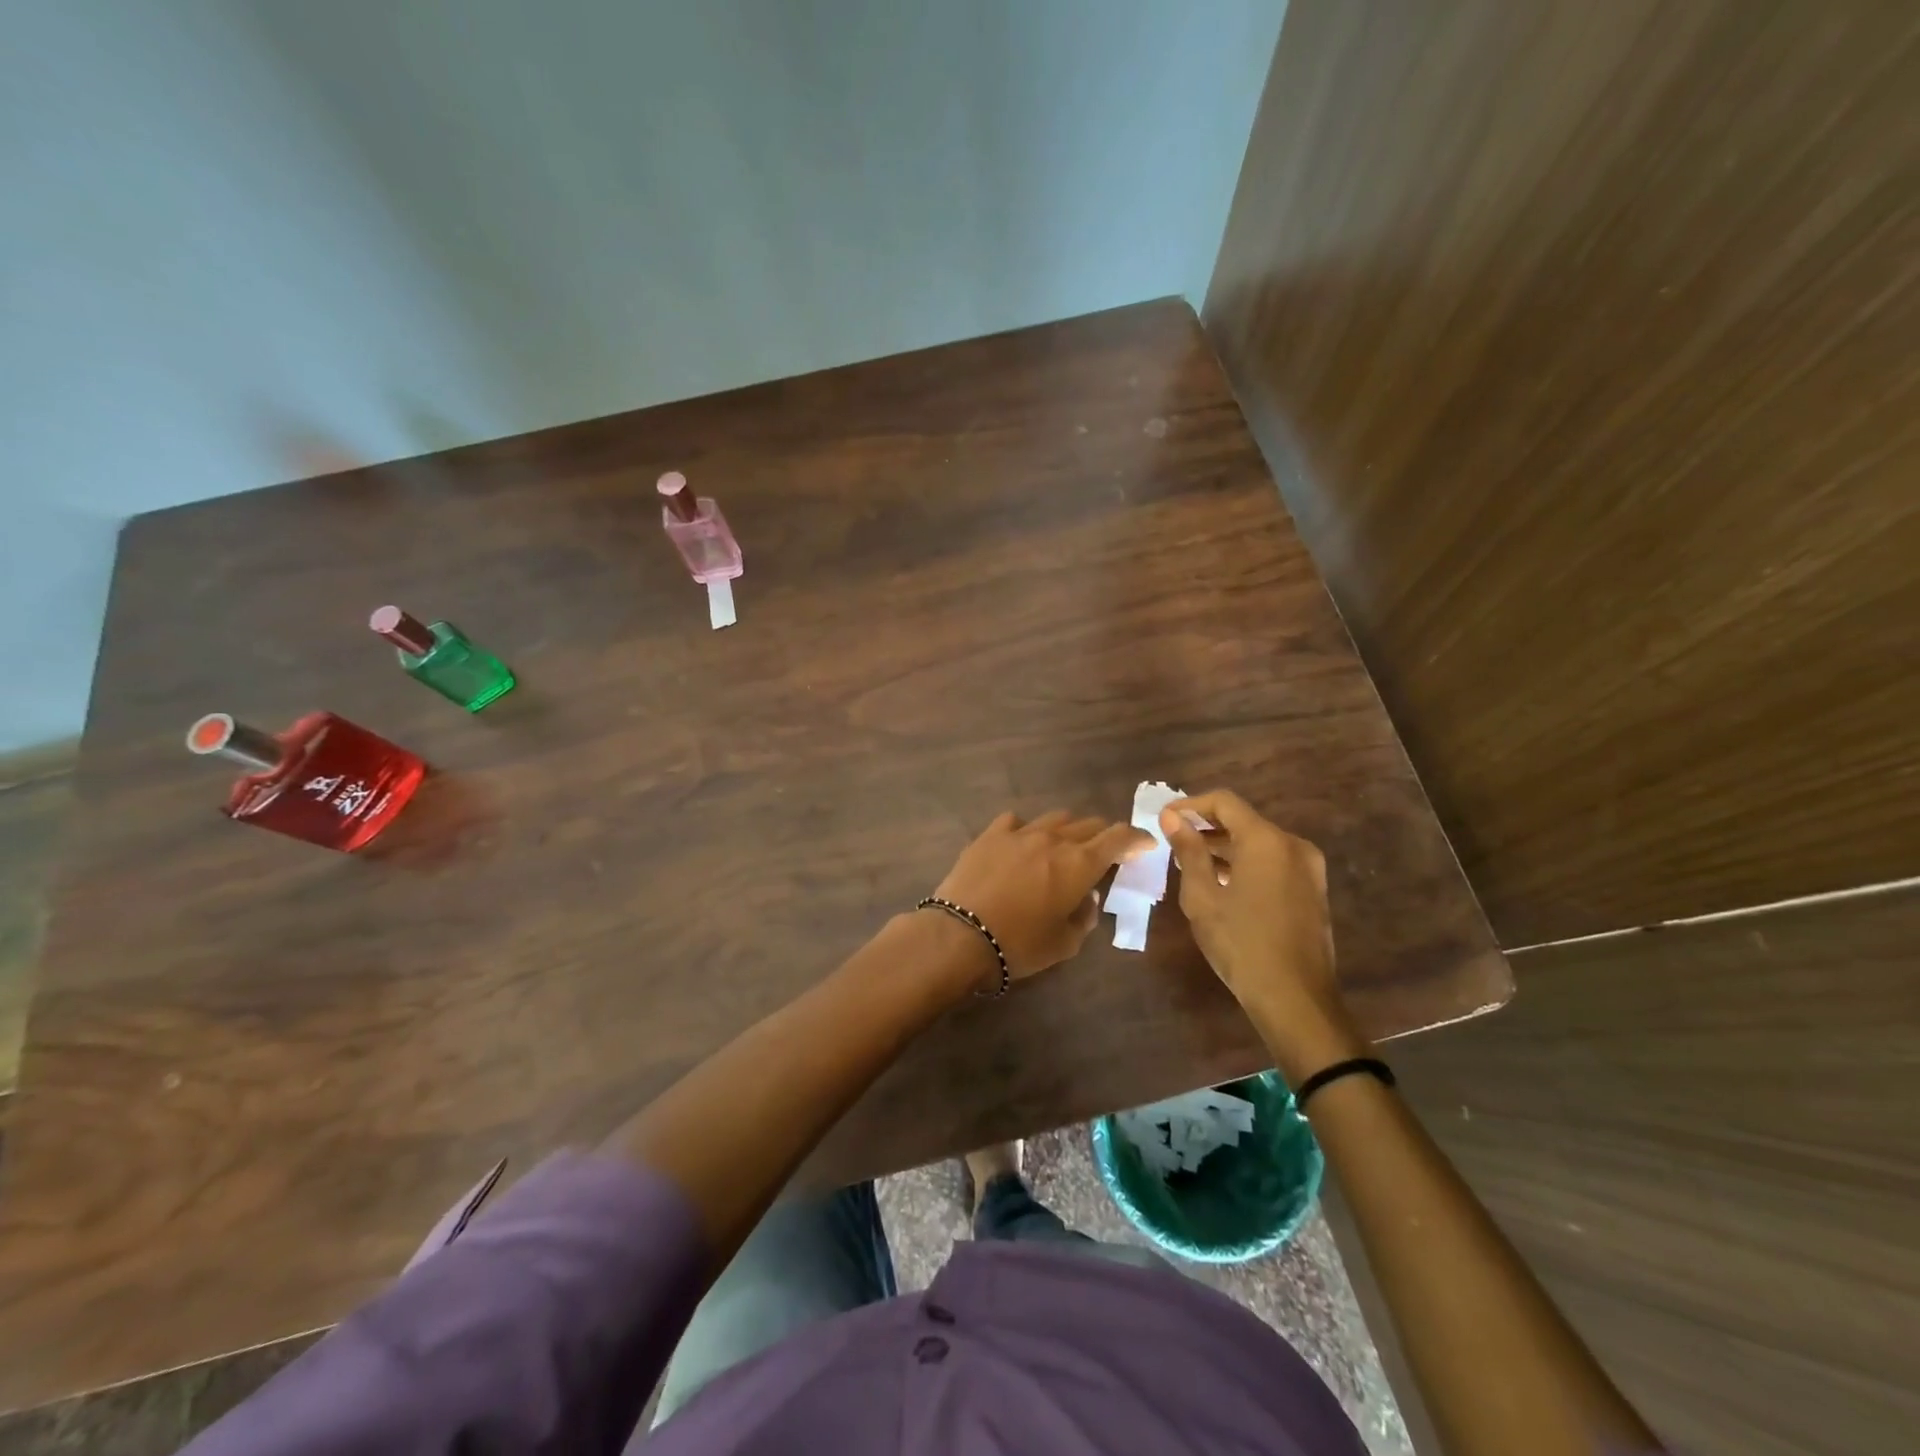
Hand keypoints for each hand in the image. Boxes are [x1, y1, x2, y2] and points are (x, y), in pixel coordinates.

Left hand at [932, 810, 1151, 979]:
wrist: (960, 935)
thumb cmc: (1020, 945)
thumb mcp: (1065, 943)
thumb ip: (1085, 916)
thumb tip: (1086, 896)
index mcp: (1079, 864)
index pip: (1118, 838)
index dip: (1136, 838)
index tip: (1144, 844)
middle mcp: (1054, 839)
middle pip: (1089, 824)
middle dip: (1102, 836)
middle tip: (1103, 853)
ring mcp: (1020, 832)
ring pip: (1055, 818)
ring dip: (1068, 830)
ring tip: (1063, 847)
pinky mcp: (990, 834)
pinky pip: (1017, 821)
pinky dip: (1027, 830)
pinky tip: (1022, 844)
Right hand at [1159, 790, 1365, 1078]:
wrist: (1295, 998)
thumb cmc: (1241, 943)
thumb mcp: (1203, 897)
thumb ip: (1188, 851)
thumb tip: (1172, 817)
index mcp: (1267, 840)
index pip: (1224, 802)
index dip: (1190, 804)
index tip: (1164, 818)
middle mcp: (1293, 845)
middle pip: (1243, 820)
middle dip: (1206, 826)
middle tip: (1172, 840)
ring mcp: (1308, 869)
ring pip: (1259, 843)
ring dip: (1225, 847)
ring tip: (1191, 862)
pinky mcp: (1313, 891)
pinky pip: (1273, 862)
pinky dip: (1246, 863)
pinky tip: (1222, 883)